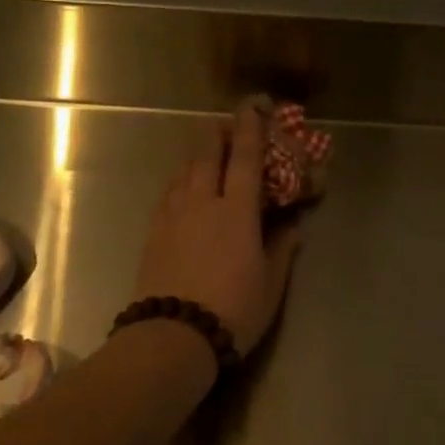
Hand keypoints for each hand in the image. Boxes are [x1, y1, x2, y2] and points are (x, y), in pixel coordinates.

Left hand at [130, 100, 303, 358]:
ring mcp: (172, 216)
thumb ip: (281, 250)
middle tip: (227, 124)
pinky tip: (181, 187)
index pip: (244, 159)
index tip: (253, 107)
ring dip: (197, 155)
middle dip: (218, 135)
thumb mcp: (270, 284)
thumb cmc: (233, 310)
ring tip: (205, 152)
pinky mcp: (152, 233)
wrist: (173, 336)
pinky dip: (179, 181)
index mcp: (236, 211)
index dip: (250, 129)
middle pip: (207, 156)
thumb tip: (291, 227)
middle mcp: (202, 203)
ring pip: (183, 172)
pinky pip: (167, 194)